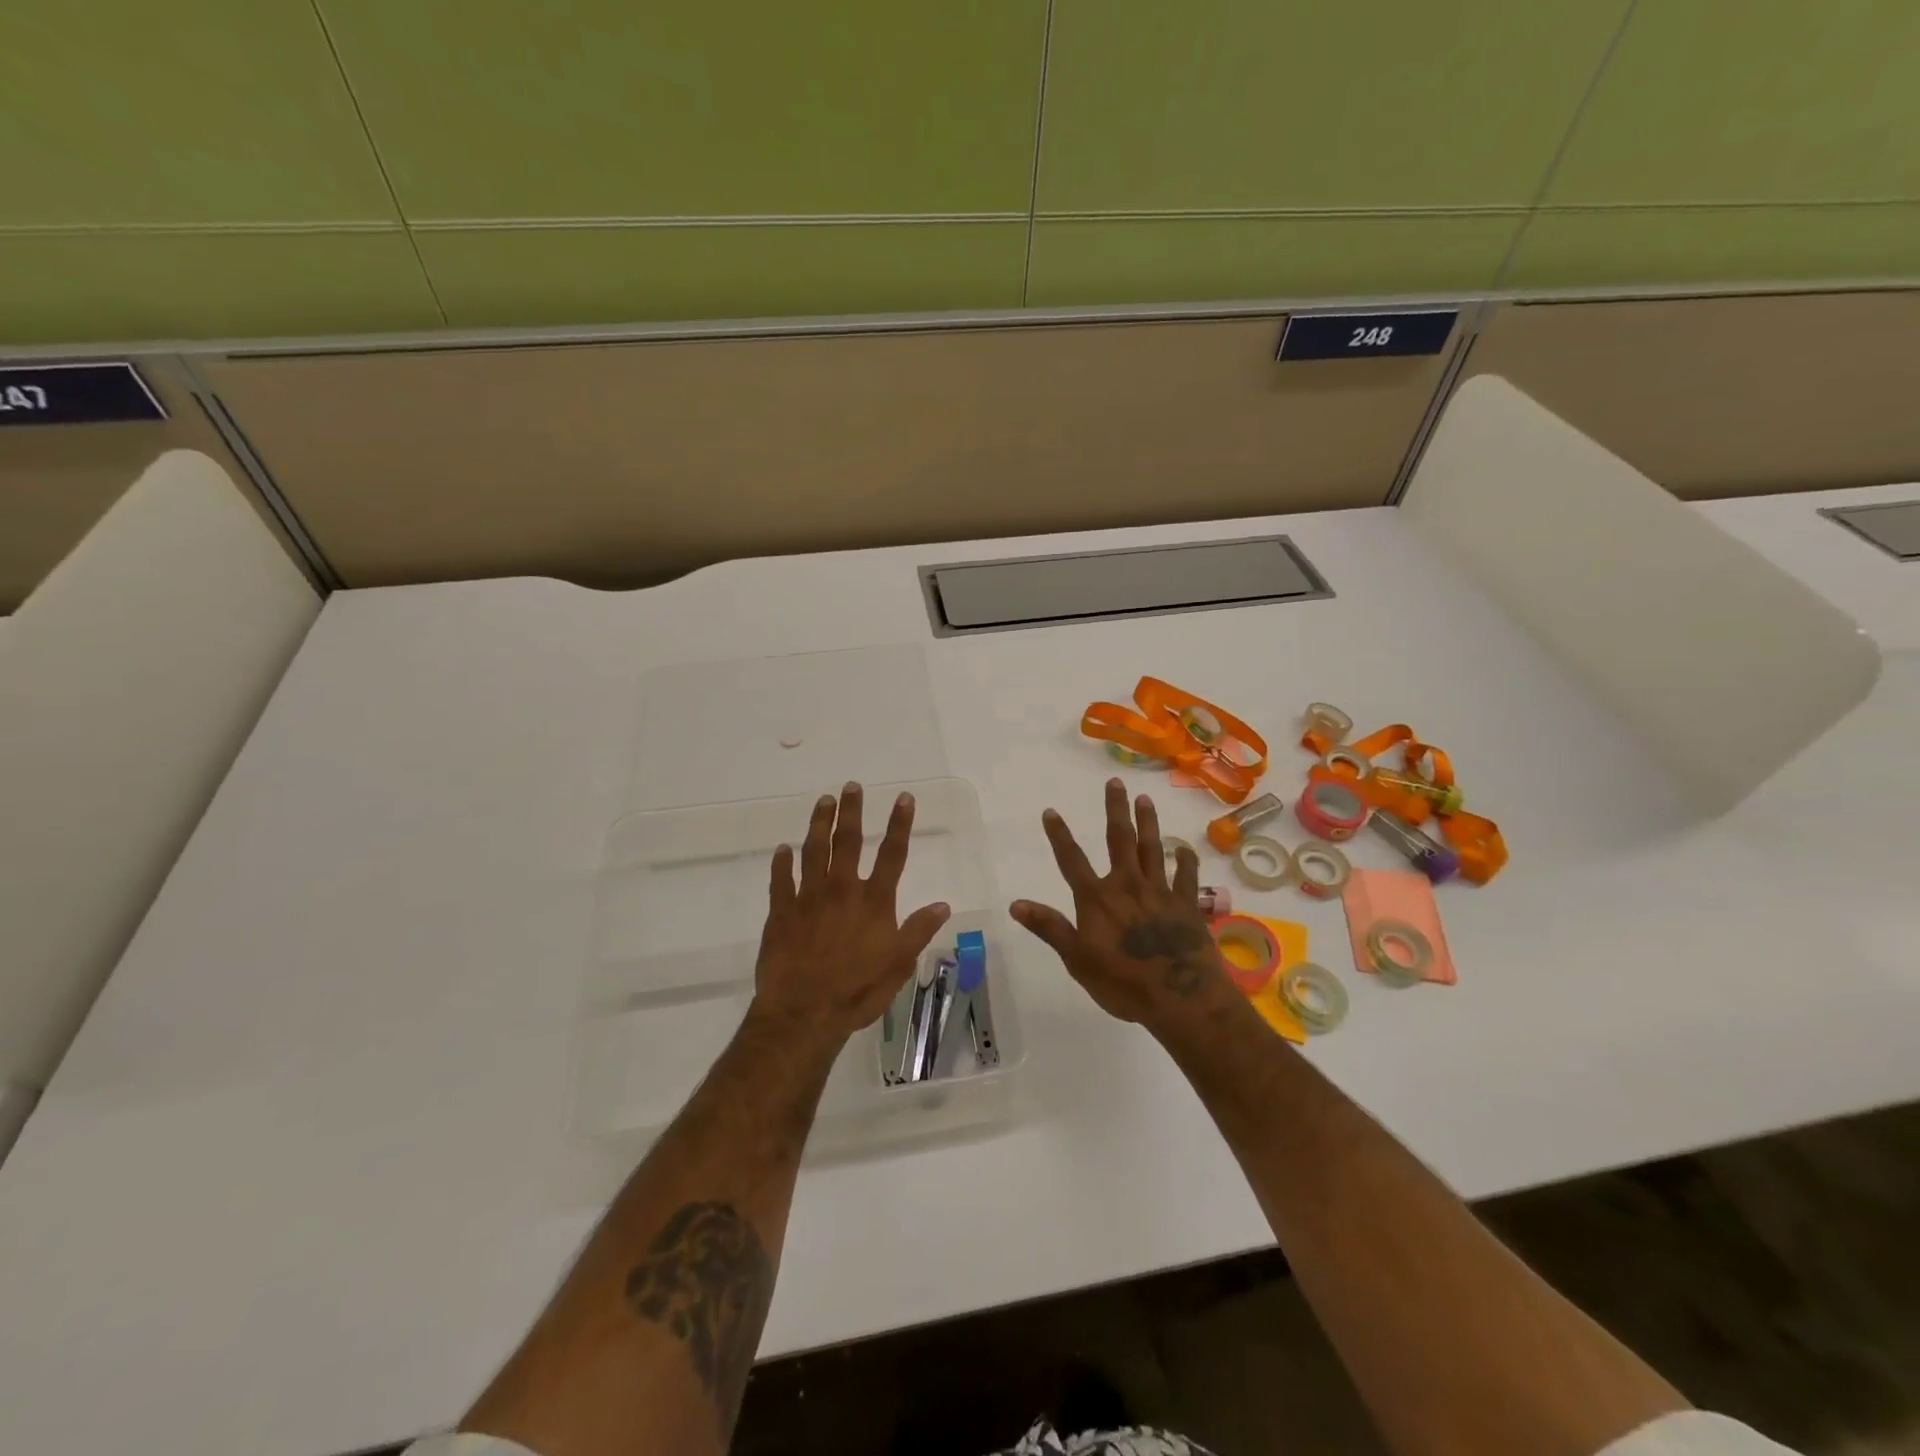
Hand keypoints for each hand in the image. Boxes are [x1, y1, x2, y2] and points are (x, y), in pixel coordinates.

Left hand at [751, 782, 951, 1045]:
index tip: (903, 797)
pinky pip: (780, 880)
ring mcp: (808, 898)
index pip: (892, 854)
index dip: (899, 824)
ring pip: (813, 851)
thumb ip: (918, 931)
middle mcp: (841, 890)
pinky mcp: (781, 912)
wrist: (803, 1013)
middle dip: (852, 811)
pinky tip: (782, 849)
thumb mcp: (899, 964)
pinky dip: (781, 863)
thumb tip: (943, 904)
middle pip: (848, 842)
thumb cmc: (857, 991)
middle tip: (852, 786)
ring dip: (818, 823)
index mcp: (873, 901)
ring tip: (823, 801)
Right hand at [1011, 778, 1232, 1025]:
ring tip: (1145, 799)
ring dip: (1148, 822)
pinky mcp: (1187, 904)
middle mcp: (1127, 885)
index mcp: (1097, 899)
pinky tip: (1185, 848)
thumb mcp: (1077, 960)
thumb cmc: (1123, 983)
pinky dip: (1186, 860)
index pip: (1072, 860)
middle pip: (1120, 840)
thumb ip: (1050, 928)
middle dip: (1115, 810)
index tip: (1051, 811)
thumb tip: (1015, 904)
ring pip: (1153, 848)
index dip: (1059, 835)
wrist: (1181, 997)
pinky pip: (1187, 876)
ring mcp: (1160, 892)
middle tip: (1115, 782)